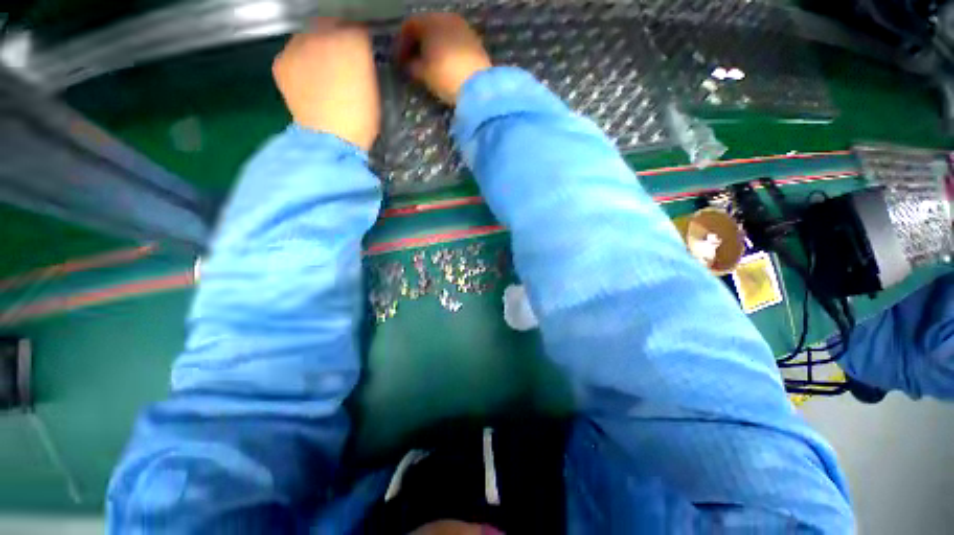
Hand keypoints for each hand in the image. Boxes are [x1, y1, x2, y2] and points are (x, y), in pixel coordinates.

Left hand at [272, 19, 379, 151]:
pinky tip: (308, 83)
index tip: (361, 56)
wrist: (331, 138)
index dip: (360, 44)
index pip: (358, 31)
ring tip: (322, 75)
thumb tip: (358, 58)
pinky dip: (299, 63)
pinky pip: (292, 54)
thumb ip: (365, 65)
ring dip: (315, 50)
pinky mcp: (282, 61)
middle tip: (341, 63)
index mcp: (354, 43)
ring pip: (308, 37)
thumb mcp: (373, 90)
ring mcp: (298, 45)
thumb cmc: (361, 120)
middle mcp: (324, 34)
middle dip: (336, 40)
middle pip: (330, 26)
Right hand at [396, 13, 491, 104]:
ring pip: (442, 34)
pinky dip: (447, 51)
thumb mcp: (423, 73)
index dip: (401, 44)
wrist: (478, 86)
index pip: (409, 26)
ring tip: (429, 66)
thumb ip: (412, 66)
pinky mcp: (475, 42)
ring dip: (433, 48)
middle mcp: (447, 18)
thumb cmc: (445, 75)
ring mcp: (463, 28)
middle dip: (418, 44)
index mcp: (430, 21)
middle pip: (427, 27)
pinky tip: (445, 66)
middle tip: (412, 62)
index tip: (399, 62)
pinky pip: (455, 43)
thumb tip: (410, 65)